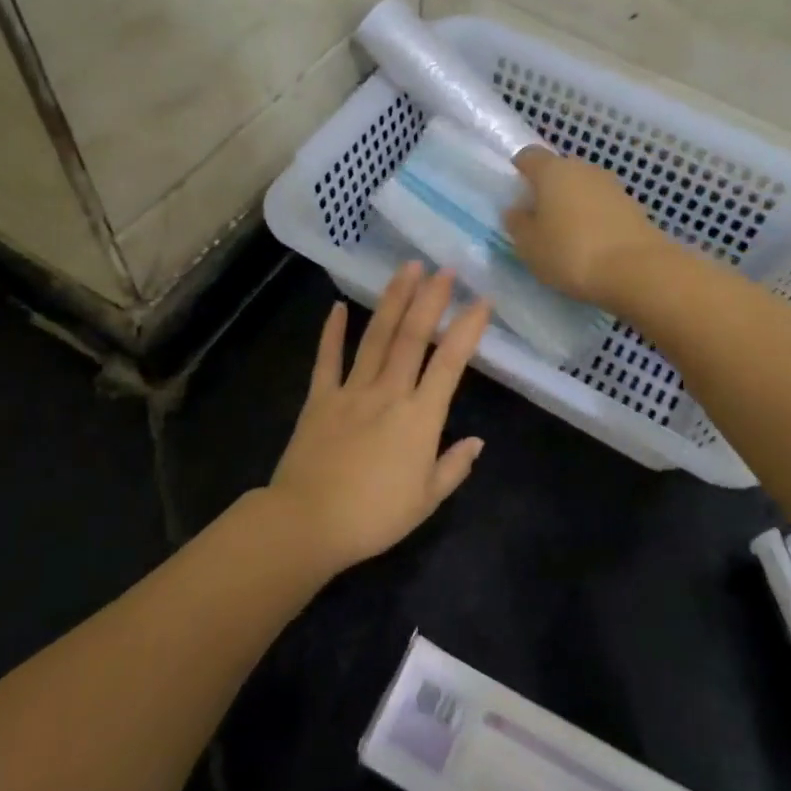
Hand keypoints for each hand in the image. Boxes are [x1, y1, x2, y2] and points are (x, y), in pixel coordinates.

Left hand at [267, 263, 492, 573]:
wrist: (308, 522)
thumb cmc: (374, 517)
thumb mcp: (426, 500)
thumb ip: (453, 467)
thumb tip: (476, 441)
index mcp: (420, 418)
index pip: (450, 363)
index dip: (468, 329)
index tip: (482, 301)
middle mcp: (388, 393)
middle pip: (413, 337)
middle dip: (430, 298)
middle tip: (444, 268)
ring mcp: (351, 391)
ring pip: (376, 337)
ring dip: (393, 300)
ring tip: (406, 269)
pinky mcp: (320, 398)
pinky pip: (327, 358)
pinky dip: (333, 331)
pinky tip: (338, 306)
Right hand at [504, 147, 667, 308]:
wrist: (636, 270)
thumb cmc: (570, 253)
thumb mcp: (529, 245)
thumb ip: (517, 223)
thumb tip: (517, 210)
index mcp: (553, 170)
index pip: (528, 156)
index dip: (518, 172)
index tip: (515, 195)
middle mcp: (584, 169)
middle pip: (559, 171)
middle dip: (547, 190)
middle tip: (538, 220)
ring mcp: (612, 186)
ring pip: (583, 188)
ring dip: (572, 205)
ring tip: (565, 237)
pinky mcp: (633, 207)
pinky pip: (603, 206)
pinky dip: (594, 219)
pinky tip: (591, 245)